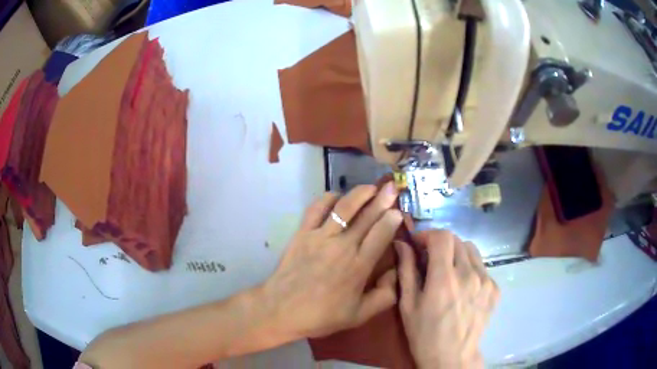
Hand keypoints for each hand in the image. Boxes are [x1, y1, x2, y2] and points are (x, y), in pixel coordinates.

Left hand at [262, 184, 401, 338]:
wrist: (281, 309)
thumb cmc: (321, 315)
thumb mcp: (359, 315)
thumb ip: (384, 296)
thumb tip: (396, 273)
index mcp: (358, 266)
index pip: (381, 234)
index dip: (392, 219)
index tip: (399, 211)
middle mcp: (342, 246)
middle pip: (367, 216)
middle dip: (382, 199)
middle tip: (392, 187)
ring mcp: (320, 237)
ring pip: (344, 207)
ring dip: (359, 194)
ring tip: (371, 187)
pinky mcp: (302, 233)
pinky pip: (316, 209)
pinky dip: (328, 198)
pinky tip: (337, 196)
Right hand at [396, 231, 498, 368]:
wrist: (452, 357)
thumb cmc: (424, 334)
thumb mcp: (408, 305)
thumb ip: (406, 271)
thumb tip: (402, 244)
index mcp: (444, 279)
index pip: (442, 237)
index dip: (428, 234)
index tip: (419, 244)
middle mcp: (469, 275)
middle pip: (457, 240)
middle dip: (440, 244)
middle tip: (430, 259)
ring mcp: (485, 281)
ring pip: (471, 251)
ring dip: (457, 254)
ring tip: (448, 271)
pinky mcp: (495, 289)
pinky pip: (481, 267)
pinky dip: (470, 268)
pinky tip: (463, 286)